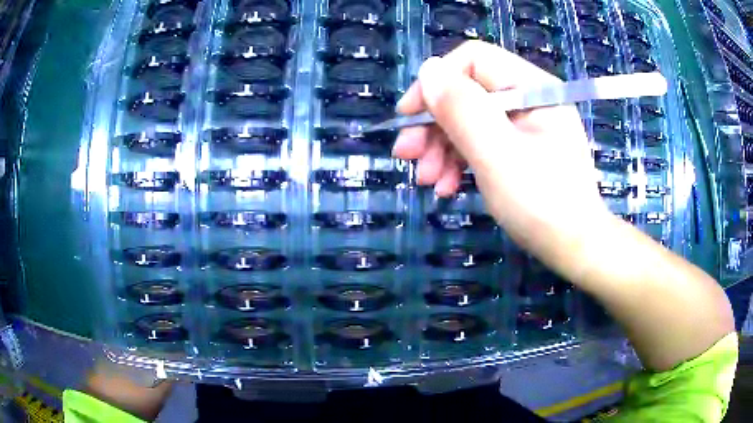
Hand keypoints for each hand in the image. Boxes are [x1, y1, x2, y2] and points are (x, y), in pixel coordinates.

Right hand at [392, 41, 610, 256]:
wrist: (573, 247)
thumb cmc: (543, 204)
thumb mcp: (498, 155)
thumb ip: (463, 109)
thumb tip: (428, 70)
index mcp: (533, 87)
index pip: (473, 60)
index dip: (435, 82)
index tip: (408, 119)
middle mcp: (529, 98)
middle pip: (468, 92)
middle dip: (433, 123)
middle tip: (407, 156)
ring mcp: (525, 124)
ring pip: (470, 119)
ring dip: (441, 146)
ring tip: (427, 180)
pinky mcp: (520, 148)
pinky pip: (481, 141)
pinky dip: (459, 160)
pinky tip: (447, 185)